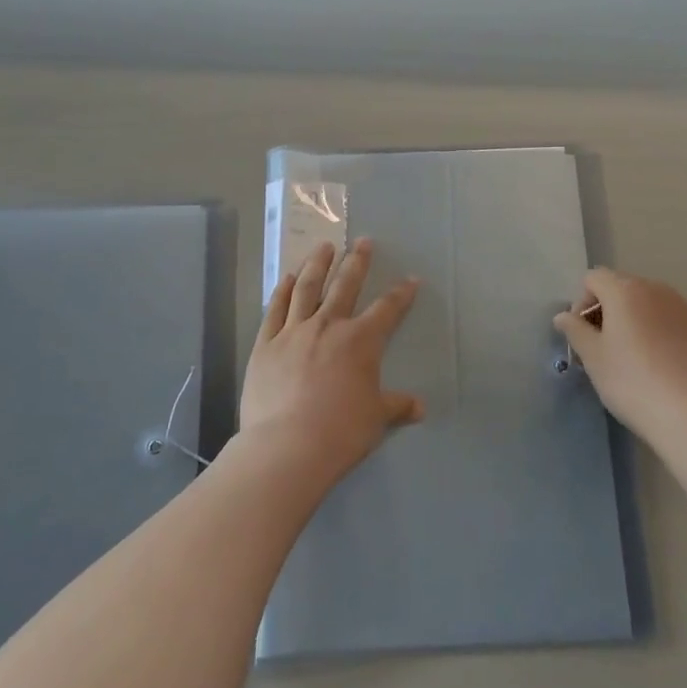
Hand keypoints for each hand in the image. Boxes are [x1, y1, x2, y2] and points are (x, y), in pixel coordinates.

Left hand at [240, 238, 422, 484]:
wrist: (287, 446)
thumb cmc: (340, 431)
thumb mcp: (376, 419)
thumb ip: (397, 406)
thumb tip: (420, 407)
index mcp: (361, 341)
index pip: (387, 309)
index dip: (401, 294)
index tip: (410, 279)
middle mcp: (328, 326)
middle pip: (345, 285)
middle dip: (357, 261)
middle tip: (363, 241)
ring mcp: (293, 331)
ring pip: (308, 288)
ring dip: (318, 264)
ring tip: (324, 246)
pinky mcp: (266, 344)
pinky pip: (275, 309)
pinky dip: (283, 290)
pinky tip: (288, 277)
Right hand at [553, 268, 686, 439]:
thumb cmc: (632, 382)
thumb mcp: (593, 358)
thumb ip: (575, 330)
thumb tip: (563, 316)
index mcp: (625, 291)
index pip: (593, 278)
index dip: (581, 302)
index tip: (582, 335)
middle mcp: (658, 290)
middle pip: (624, 288)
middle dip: (610, 311)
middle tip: (605, 348)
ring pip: (653, 306)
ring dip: (639, 322)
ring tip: (637, 358)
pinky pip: (678, 324)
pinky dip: (666, 336)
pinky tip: (666, 368)